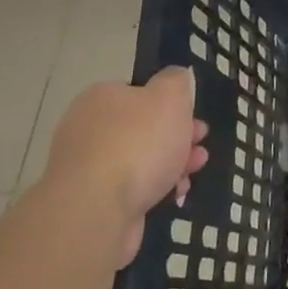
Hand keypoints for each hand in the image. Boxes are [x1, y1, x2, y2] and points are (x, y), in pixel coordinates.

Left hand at [42, 67, 207, 263]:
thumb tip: (176, 77)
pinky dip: (155, 188)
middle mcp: (87, 128)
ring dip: (171, 163)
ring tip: (194, 170)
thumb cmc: (137, 144)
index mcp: (101, 97)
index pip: (138, 92)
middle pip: (142, 127)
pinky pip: (131, 187)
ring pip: (139, 159)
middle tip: (200, 144)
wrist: (96, 211)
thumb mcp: (169, 97)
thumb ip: (176, 81)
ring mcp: (87, 167)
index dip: (171, 103)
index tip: (194, 118)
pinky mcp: (92, 200)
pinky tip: (174, 194)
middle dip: (176, 136)